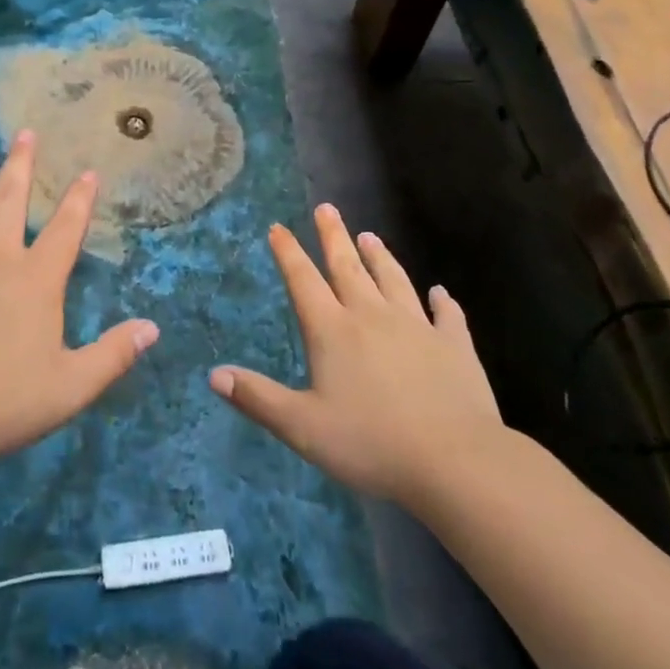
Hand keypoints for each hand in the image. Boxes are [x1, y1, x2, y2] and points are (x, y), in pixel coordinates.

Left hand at [0, 131, 158, 469]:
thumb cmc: (0, 403)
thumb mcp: (70, 387)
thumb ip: (112, 355)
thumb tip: (152, 328)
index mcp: (35, 279)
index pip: (66, 228)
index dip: (80, 199)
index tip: (88, 172)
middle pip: (10, 200)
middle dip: (20, 165)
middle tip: (24, 133)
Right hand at [210, 204, 507, 504]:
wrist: (455, 460)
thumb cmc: (371, 443)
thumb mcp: (302, 427)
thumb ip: (258, 398)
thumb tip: (214, 374)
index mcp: (333, 331)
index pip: (303, 281)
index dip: (288, 253)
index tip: (278, 227)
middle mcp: (372, 317)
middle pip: (348, 267)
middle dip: (333, 236)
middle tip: (326, 208)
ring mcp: (417, 328)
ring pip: (393, 281)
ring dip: (380, 257)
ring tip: (370, 235)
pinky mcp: (454, 346)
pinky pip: (447, 316)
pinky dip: (443, 302)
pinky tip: (440, 293)